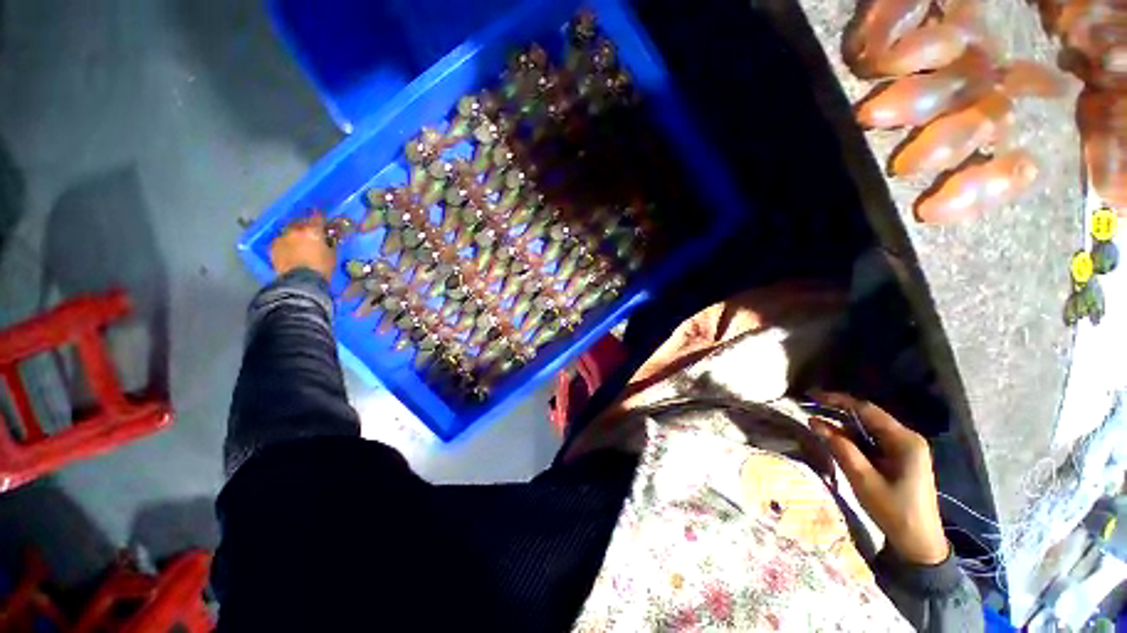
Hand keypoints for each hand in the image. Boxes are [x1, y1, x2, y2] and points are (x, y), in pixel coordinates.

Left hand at [270, 213, 335, 279]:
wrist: (301, 282)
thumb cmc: (322, 269)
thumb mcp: (332, 255)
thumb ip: (330, 243)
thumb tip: (329, 239)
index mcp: (312, 231)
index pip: (317, 217)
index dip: (321, 217)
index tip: (323, 217)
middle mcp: (295, 230)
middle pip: (301, 222)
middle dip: (306, 226)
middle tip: (311, 232)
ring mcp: (282, 238)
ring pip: (289, 231)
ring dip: (295, 234)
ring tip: (299, 242)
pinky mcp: (273, 247)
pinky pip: (281, 241)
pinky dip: (286, 243)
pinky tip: (290, 249)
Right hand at [810, 392, 948, 565]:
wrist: (920, 543)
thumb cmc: (894, 511)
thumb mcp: (863, 479)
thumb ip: (840, 447)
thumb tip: (814, 422)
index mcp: (904, 440)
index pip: (866, 410)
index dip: (837, 400)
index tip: (812, 396)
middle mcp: (907, 439)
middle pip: (868, 416)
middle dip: (838, 410)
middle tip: (810, 406)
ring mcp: (905, 449)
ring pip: (869, 428)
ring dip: (843, 424)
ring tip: (817, 422)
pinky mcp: (900, 459)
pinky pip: (873, 440)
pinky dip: (852, 437)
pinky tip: (835, 438)